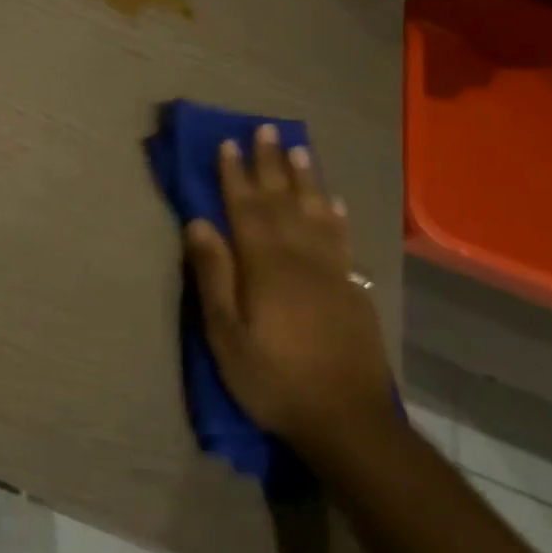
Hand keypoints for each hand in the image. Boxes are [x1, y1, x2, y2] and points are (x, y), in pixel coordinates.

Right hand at [183, 125, 392, 454]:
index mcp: (266, 265)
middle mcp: (301, 258)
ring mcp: (332, 273)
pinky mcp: (353, 292)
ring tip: (300, 149)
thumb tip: (198, 224)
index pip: (246, 208)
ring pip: (317, 213)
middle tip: (267, 129)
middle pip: (284, 201)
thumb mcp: (226, 334)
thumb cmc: (274, 379)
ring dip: (307, 179)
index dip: (235, 174)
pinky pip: (343, 241)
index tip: (228, 143)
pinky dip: (337, 217)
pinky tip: (335, 203)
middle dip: (272, 164)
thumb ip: (214, 275)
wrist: (349, 424)